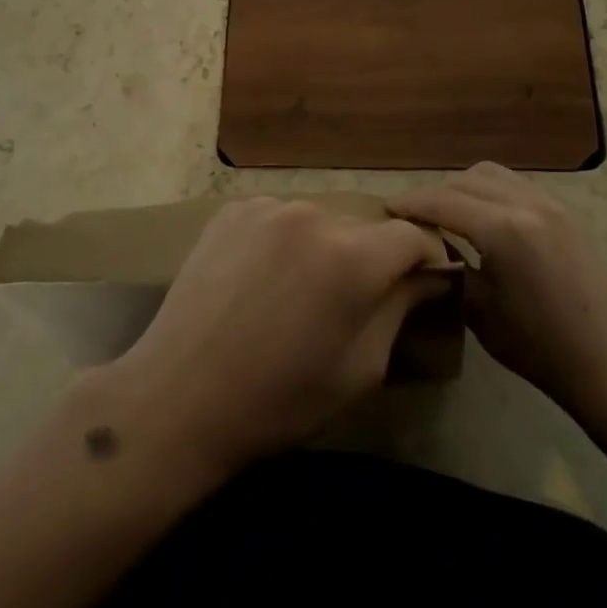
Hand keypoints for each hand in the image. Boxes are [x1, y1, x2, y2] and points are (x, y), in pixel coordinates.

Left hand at [99, 198, 449, 477]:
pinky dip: (285, 241)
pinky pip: (279, 218)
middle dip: (371, 258)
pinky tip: (264, 278)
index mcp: (351, 257)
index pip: (412, 236)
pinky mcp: (231, 211)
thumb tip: (426, 277)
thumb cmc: (279, 399)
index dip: (427, 259)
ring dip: (325, 247)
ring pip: (320, 220)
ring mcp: (266, 207)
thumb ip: (399, 310)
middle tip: (353, 301)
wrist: (179, 395)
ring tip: (300, 292)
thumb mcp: (359, 369)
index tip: (424, 284)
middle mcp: (312, 215)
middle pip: (363, 227)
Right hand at [389, 162, 606, 415]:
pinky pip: (517, 185)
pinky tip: (485, 217)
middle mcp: (527, 203)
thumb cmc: (540, 348)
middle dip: (435, 192)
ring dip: (464, 186)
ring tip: (448, 212)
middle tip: (414, 215)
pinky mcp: (568, 212)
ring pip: (493, 174)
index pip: (443, 200)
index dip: (411, 202)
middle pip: (466, 179)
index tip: (386, 208)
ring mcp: (552, 203)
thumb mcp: (480, 311)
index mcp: (503, 230)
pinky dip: (492, 191)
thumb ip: (451, 267)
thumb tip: (428, 247)